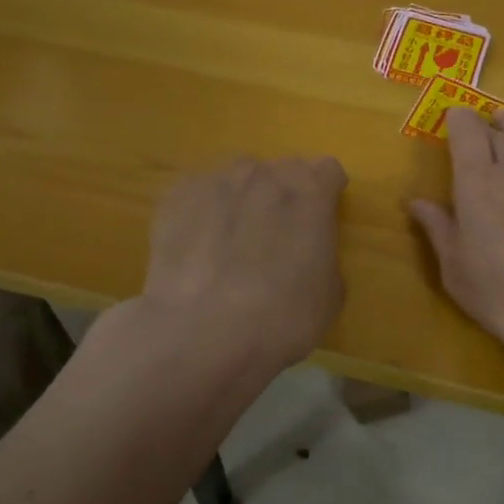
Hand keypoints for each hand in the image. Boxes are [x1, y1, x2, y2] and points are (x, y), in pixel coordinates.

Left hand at [142, 155, 348, 375]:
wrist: (200, 332)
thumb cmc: (281, 317)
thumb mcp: (329, 294)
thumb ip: (323, 256)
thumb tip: (307, 252)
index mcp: (311, 190)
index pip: (328, 171)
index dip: (326, 195)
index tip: (320, 221)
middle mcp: (264, 173)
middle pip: (281, 171)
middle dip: (283, 196)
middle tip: (276, 237)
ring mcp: (215, 181)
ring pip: (236, 179)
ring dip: (241, 200)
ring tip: (231, 242)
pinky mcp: (174, 198)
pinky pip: (196, 196)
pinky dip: (201, 214)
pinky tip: (196, 249)